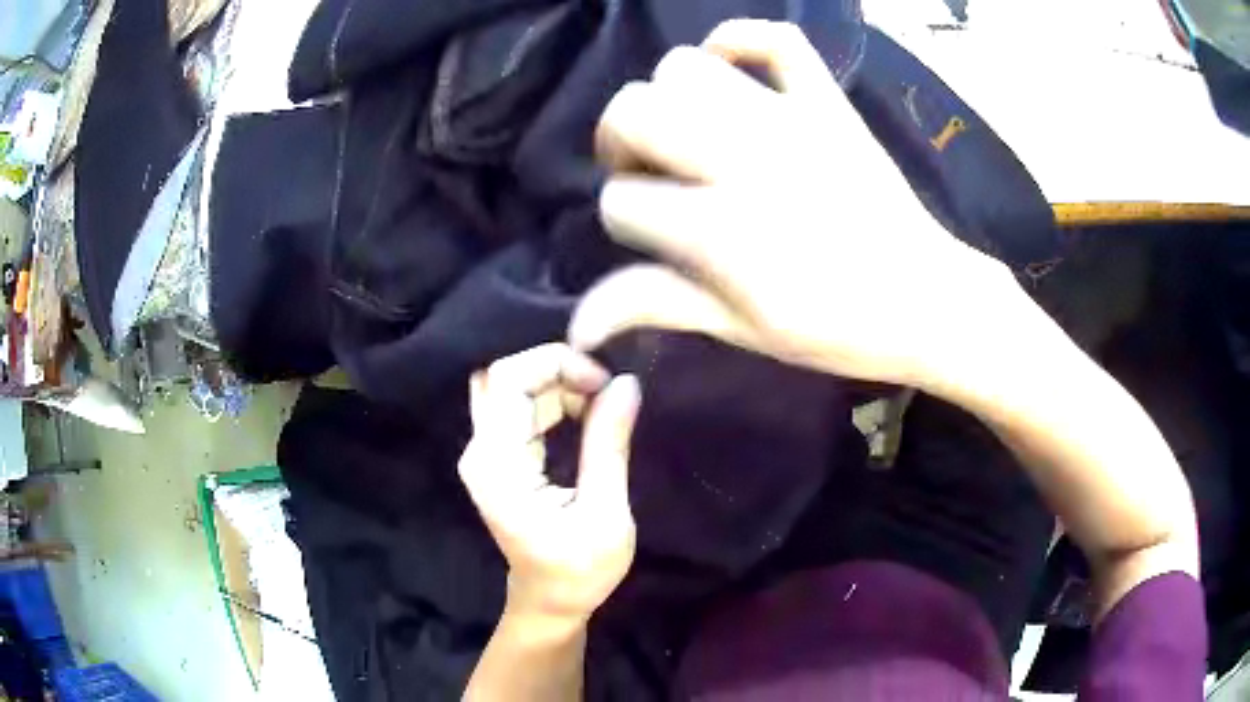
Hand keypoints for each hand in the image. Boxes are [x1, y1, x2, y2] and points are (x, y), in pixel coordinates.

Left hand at [458, 344, 640, 624]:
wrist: (548, 600)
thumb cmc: (579, 571)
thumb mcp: (605, 514)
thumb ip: (609, 446)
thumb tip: (626, 383)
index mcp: (498, 465)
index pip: (508, 379)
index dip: (556, 363)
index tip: (605, 384)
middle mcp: (480, 450)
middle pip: (505, 375)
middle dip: (558, 370)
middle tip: (606, 391)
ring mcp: (485, 451)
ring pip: (511, 385)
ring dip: (557, 383)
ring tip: (601, 404)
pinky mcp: (497, 454)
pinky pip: (517, 404)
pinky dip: (552, 397)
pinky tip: (583, 412)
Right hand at [570, 20, 1018, 386]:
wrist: (928, 301)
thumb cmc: (837, 328)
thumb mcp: (741, 329)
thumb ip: (656, 305)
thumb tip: (576, 327)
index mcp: (719, 231)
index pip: (620, 200)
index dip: (625, 221)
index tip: (655, 240)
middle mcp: (743, 160)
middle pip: (632, 111)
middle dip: (621, 144)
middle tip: (651, 172)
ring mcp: (790, 121)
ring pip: (684, 67)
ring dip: (670, 99)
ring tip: (692, 131)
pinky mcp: (828, 103)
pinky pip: (774, 40)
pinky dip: (741, 41)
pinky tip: (732, 72)